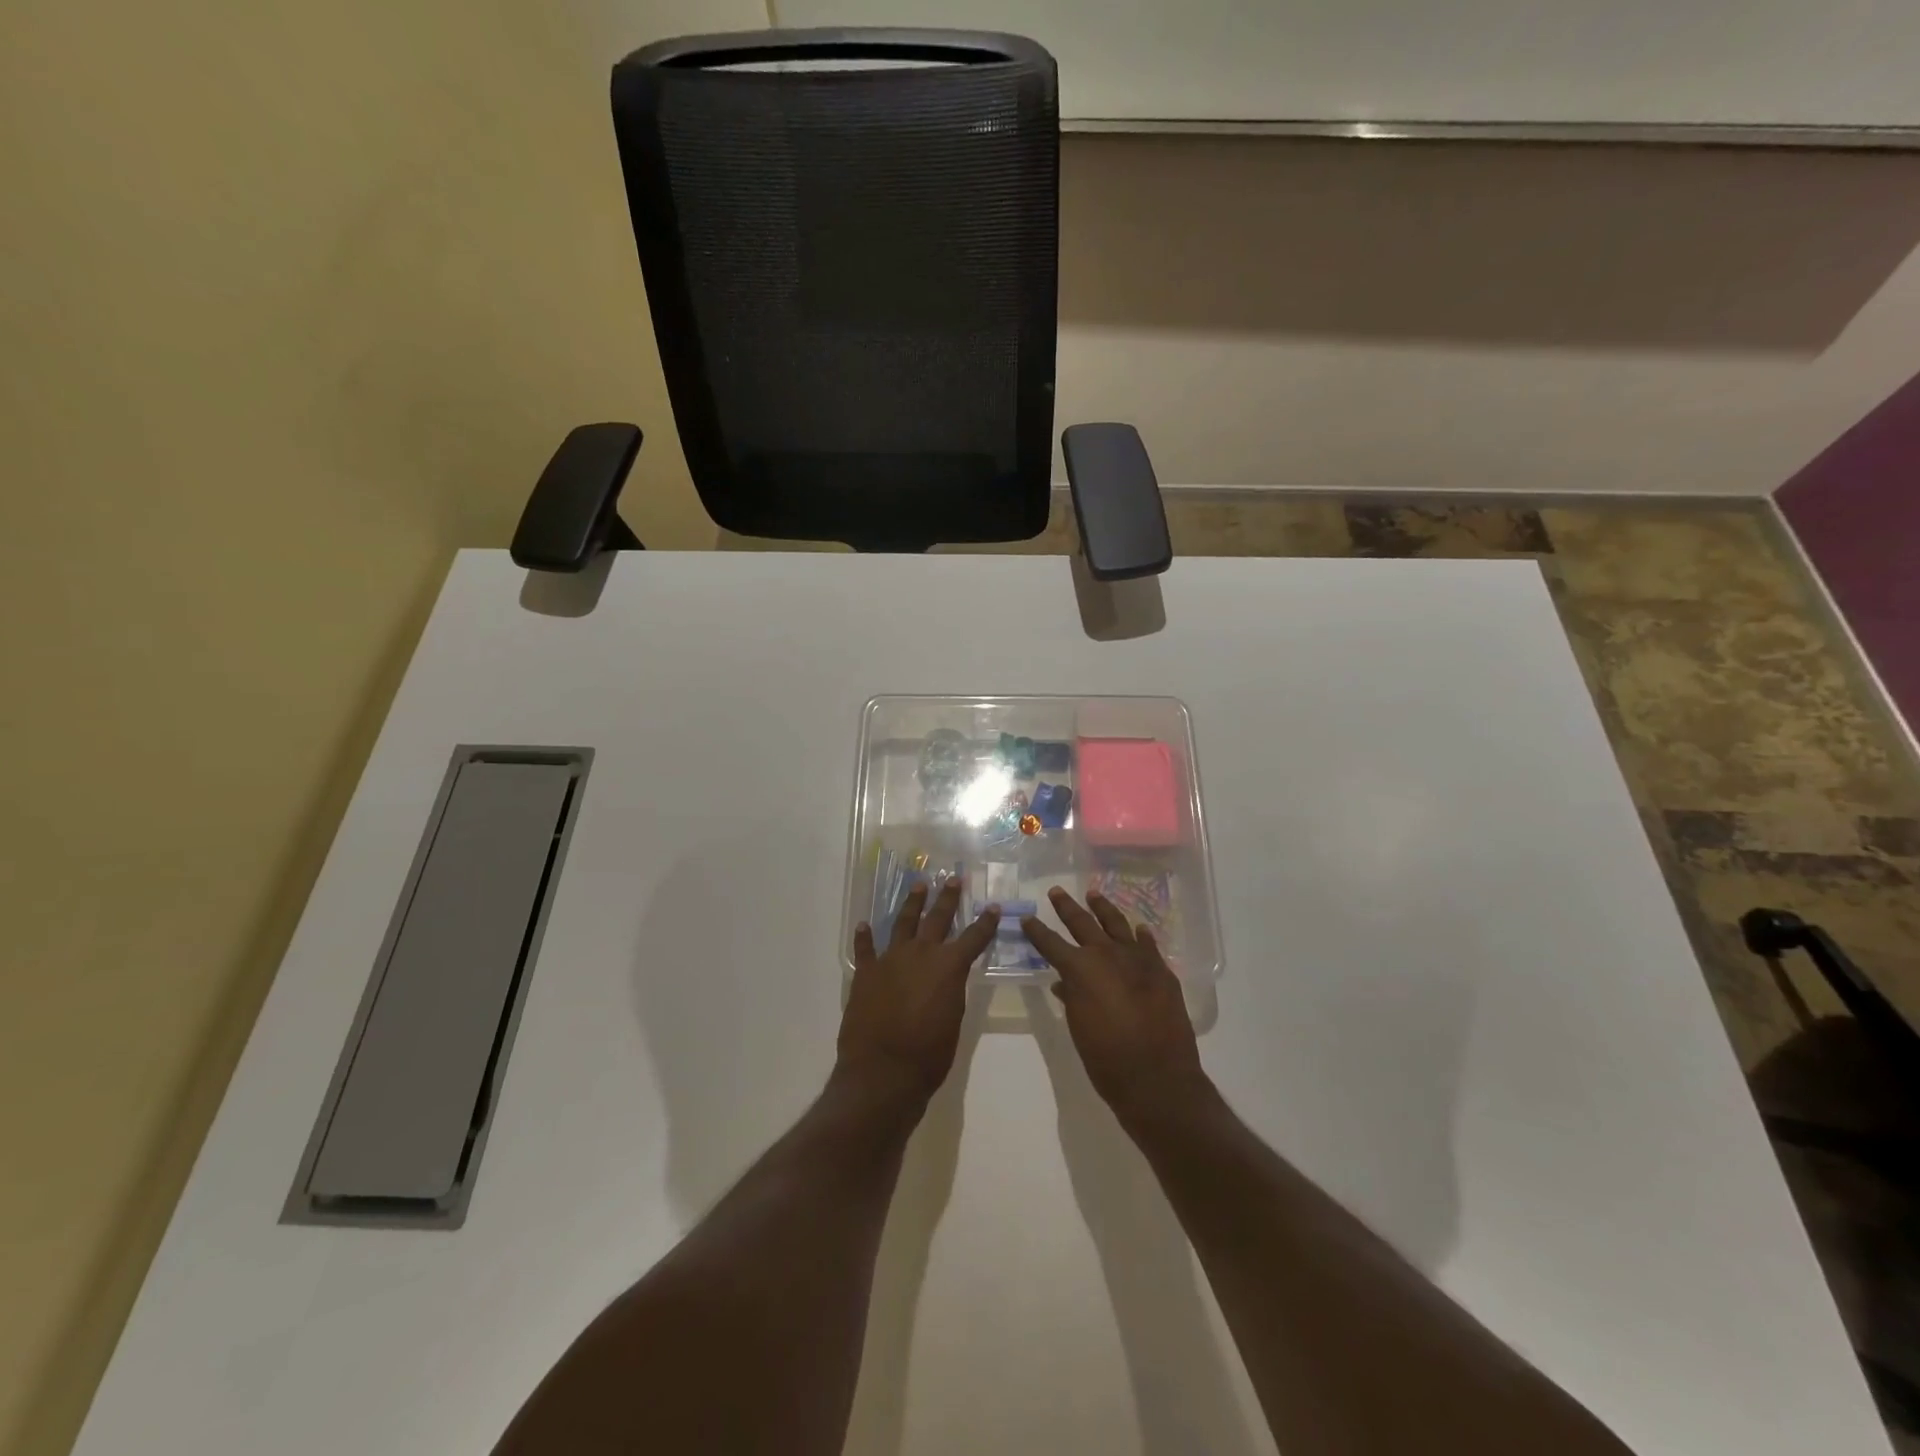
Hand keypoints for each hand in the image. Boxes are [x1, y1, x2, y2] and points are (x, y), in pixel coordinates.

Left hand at [839, 879, 999, 1106]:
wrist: (883, 1071)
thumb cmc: (929, 1055)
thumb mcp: (953, 1021)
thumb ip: (951, 991)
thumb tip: (947, 978)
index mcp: (949, 967)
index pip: (974, 938)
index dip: (986, 923)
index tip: (993, 906)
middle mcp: (921, 954)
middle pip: (937, 918)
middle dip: (947, 898)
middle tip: (953, 879)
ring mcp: (890, 959)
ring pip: (903, 922)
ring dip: (911, 903)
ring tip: (918, 886)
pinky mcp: (866, 972)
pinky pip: (865, 948)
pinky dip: (865, 936)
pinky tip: (864, 925)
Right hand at [1021, 887, 1208, 1124]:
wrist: (1157, 1078)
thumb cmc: (1107, 1059)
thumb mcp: (1079, 1028)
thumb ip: (1071, 999)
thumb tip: (1063, 983)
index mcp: (1080, 969)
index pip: (1051, 943)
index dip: (1036, 931)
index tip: (1026, 918)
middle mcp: (1107, 955)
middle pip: (1083, 923)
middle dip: (1067, 907)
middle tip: (1057, 892)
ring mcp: (1138, 960)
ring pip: (1117, 924)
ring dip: (1104, 909)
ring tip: (1094, 895)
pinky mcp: (1161, 971)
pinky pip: (1148, 945)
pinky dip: (1140, 935)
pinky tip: (1138, 929)